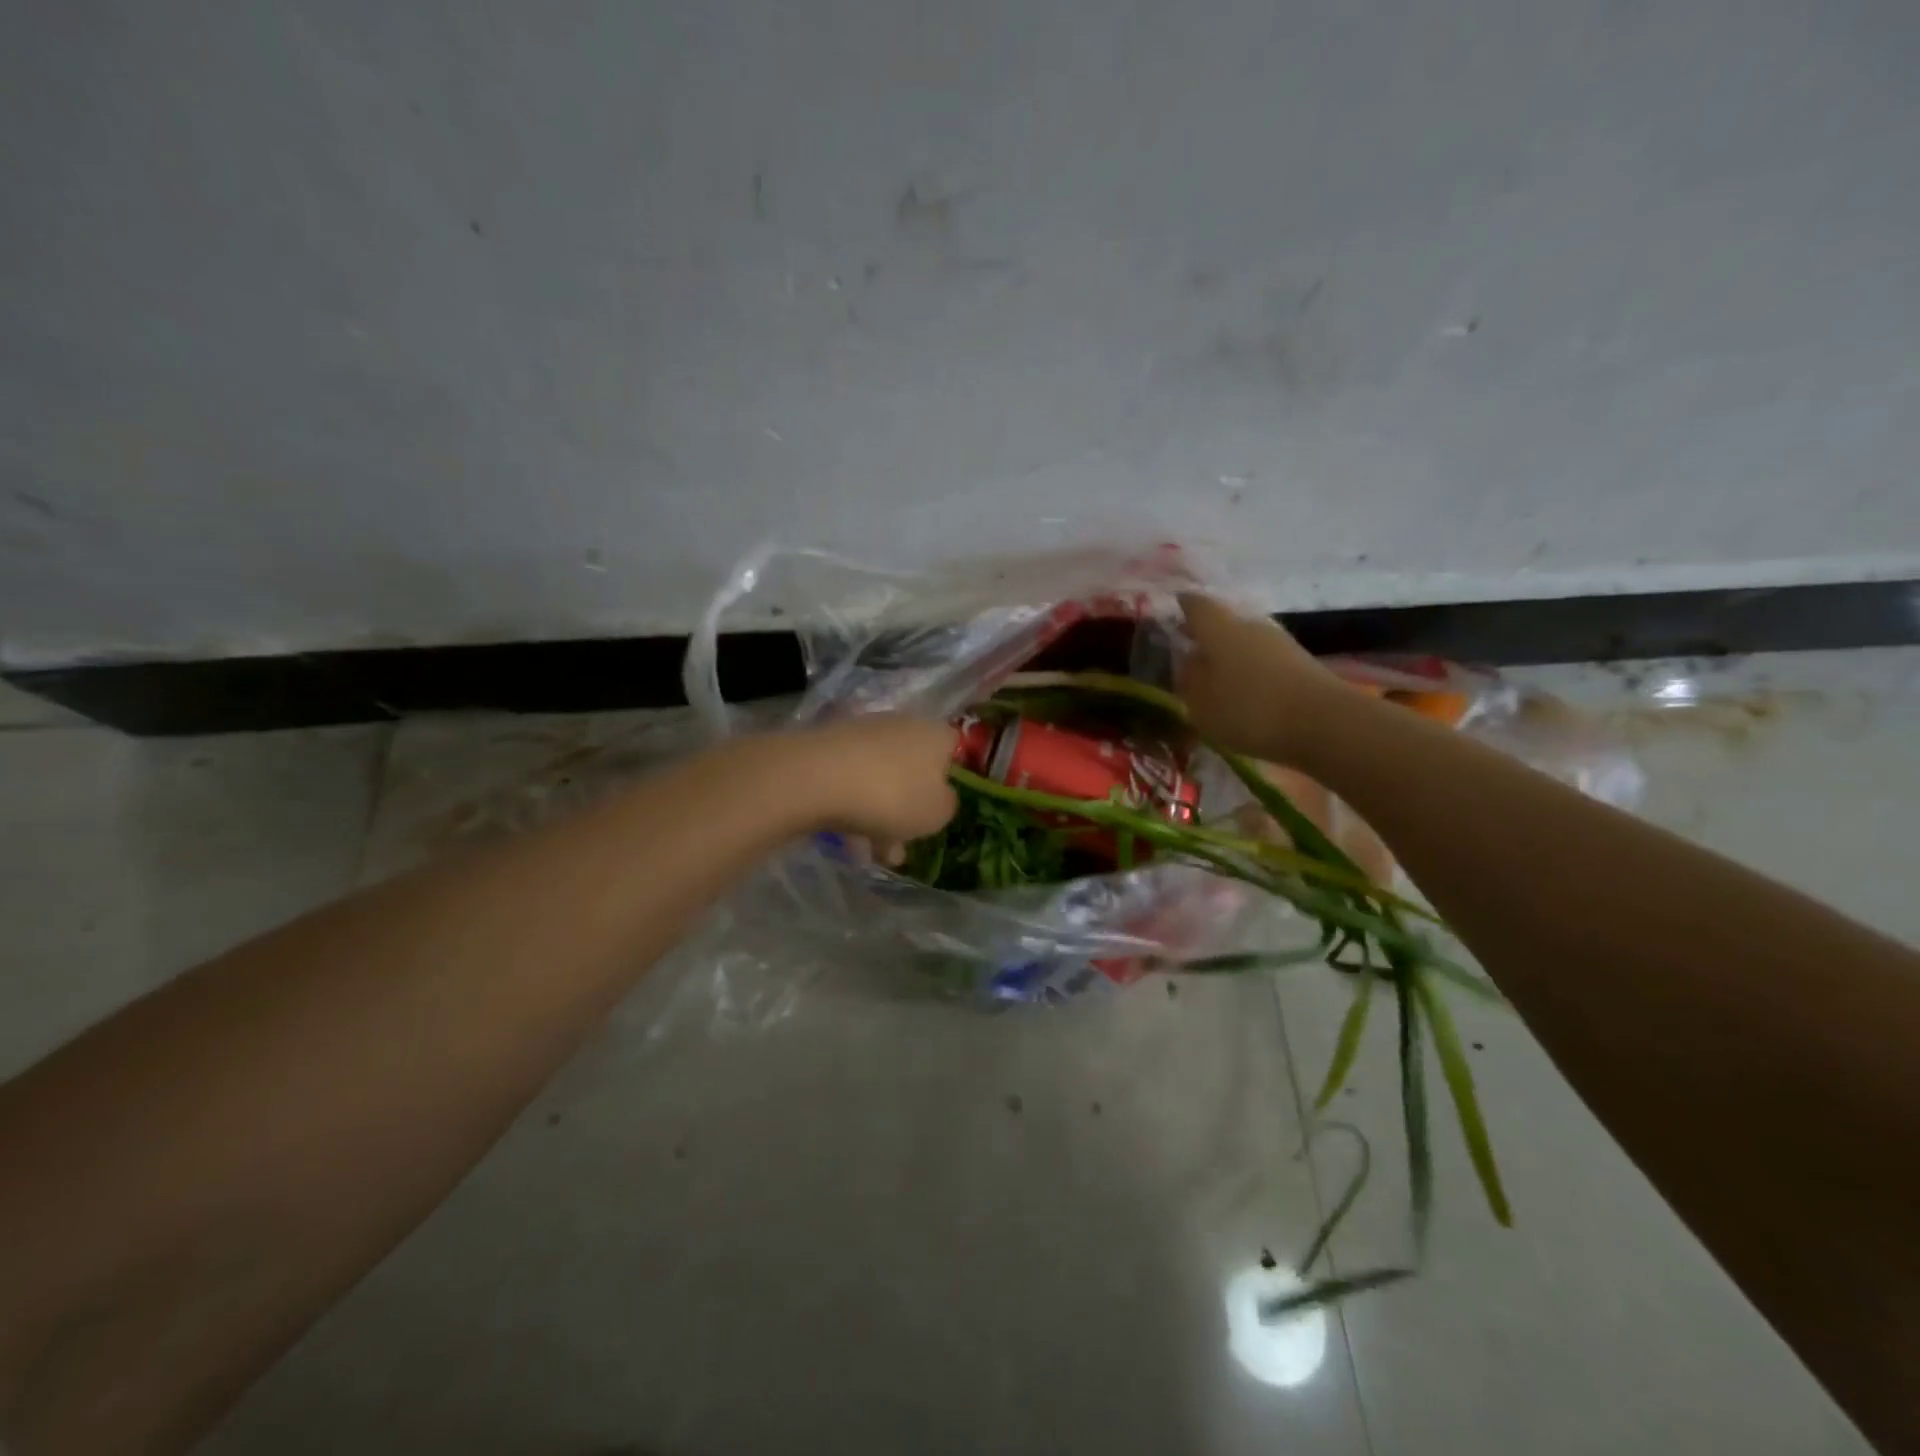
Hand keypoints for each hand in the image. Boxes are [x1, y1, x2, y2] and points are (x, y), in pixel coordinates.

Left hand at [790, 714, 958, 859]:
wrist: (818, 778)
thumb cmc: (893, 795)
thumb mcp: (937, 813)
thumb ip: (946, 806)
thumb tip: (941, 798)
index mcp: (935, 735)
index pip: (953, 749)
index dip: (950, 779)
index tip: (941, 808)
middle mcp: (902, 725)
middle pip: (913, 768)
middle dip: (908, 808)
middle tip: (902, 844)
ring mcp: (863, 733)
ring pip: (880, 778)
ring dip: (879, 815)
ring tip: (870, 855)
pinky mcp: (829, 746)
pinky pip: (851, 781)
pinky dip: (853, 809)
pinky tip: (847, 844)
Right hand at [1176, 593, 1344, 763]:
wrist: (1325, 723)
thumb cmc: (1250, 710)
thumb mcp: (1202, 704)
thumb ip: (1189, 681)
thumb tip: (1188, 662)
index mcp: (1219, 630)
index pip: (1196, 605)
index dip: (1183, 605)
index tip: (1173, 607)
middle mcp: (1250, 626)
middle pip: (1222, 623)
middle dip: (1205, 635)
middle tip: (1188, 652)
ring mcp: (1279, 642)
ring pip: (1244, 642)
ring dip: (1229, 655)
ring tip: (1215, 679)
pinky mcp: (1299, 663)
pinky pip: (1263, 660)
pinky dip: (1250, 671)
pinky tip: (1244, 692)